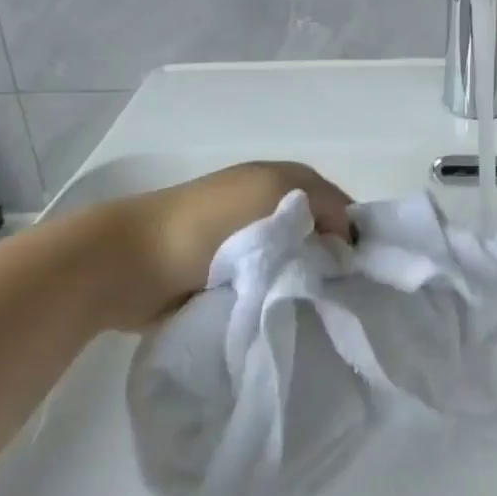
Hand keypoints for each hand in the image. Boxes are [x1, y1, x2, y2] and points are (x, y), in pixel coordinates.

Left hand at [88, 161, 352, 321]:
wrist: (132, 263)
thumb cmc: (210, 222)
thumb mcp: (277, 192)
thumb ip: (325, 205)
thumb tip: (343, 241)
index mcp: (282, 179)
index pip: (339, 206)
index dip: (353, 235)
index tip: (364, 273)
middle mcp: (268, 206)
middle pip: (319, 237)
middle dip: (331, 263)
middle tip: (344, 297)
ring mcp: (244, 243)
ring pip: (294, 265)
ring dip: (303, 284)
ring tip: (318, 312)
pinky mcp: (226, 277)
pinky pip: (267, 287)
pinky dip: (276, 299)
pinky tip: (287, 316)